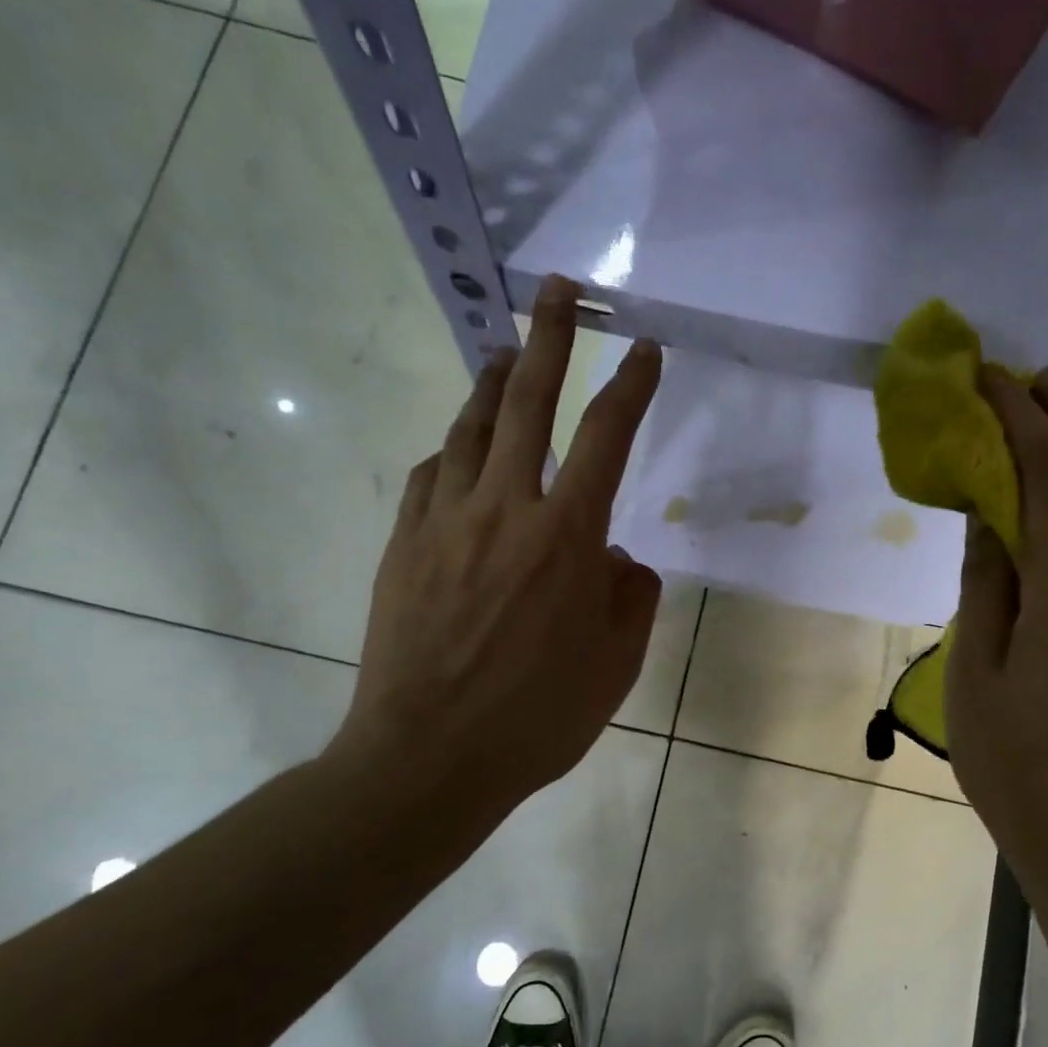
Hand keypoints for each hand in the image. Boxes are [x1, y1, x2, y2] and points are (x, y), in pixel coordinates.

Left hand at [328, 275, 664, 827]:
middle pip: (528, 404)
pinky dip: (449, 451)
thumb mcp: (614, 666)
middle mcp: (505, 511)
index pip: (607, 438)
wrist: (429, 757)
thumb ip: (631, 600)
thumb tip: (621, 561)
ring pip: (469, 429)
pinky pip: (428, 476)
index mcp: (567, 539)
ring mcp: (444, 522)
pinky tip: (456, 451)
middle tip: (555, 289)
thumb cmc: (537, 718)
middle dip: (549, 338)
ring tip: (505, 354)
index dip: (631, 386)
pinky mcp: (403, 545)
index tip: (645, 348)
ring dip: (492, 384)